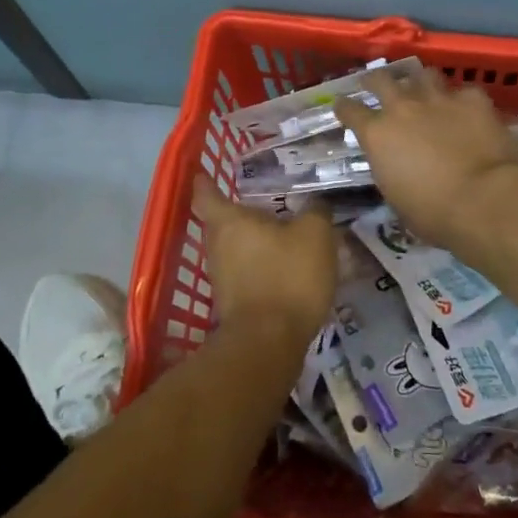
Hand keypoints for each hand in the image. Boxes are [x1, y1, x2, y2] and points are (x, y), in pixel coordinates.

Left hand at [191, 176, 337, 356]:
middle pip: (220, 224)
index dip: (204, 183)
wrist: (269, 343)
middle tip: (262, 206)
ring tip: (279, 238)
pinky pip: (244, 275)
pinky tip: (283, 271)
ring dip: (251, 244)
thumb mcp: (315, 234)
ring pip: (233, 251)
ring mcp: (221, 279)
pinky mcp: (232, 305)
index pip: (206, 194)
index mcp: (230, 221)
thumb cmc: (288, 275)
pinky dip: (259, 269)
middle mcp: (217, 247)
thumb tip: (315, 204)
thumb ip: (316, 212)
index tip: (202, 174)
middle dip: (237, 215)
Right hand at [335, 69, 517, 249]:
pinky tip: (466, 109)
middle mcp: (403, 108)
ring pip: (423, 75)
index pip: (350, 110)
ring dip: (419, 82)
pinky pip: (464, 91)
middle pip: (381, 80)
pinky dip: (462, 100)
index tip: (342, 107)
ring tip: (422, 89)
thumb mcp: (396, 197)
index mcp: (377, 134)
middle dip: (374, 81)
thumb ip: (389, 170)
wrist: (484, 200)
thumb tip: (393, 164)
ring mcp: (439, 99)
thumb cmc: (433, 213)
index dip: (344, 107)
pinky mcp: (473, 100)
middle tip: (374, 84)